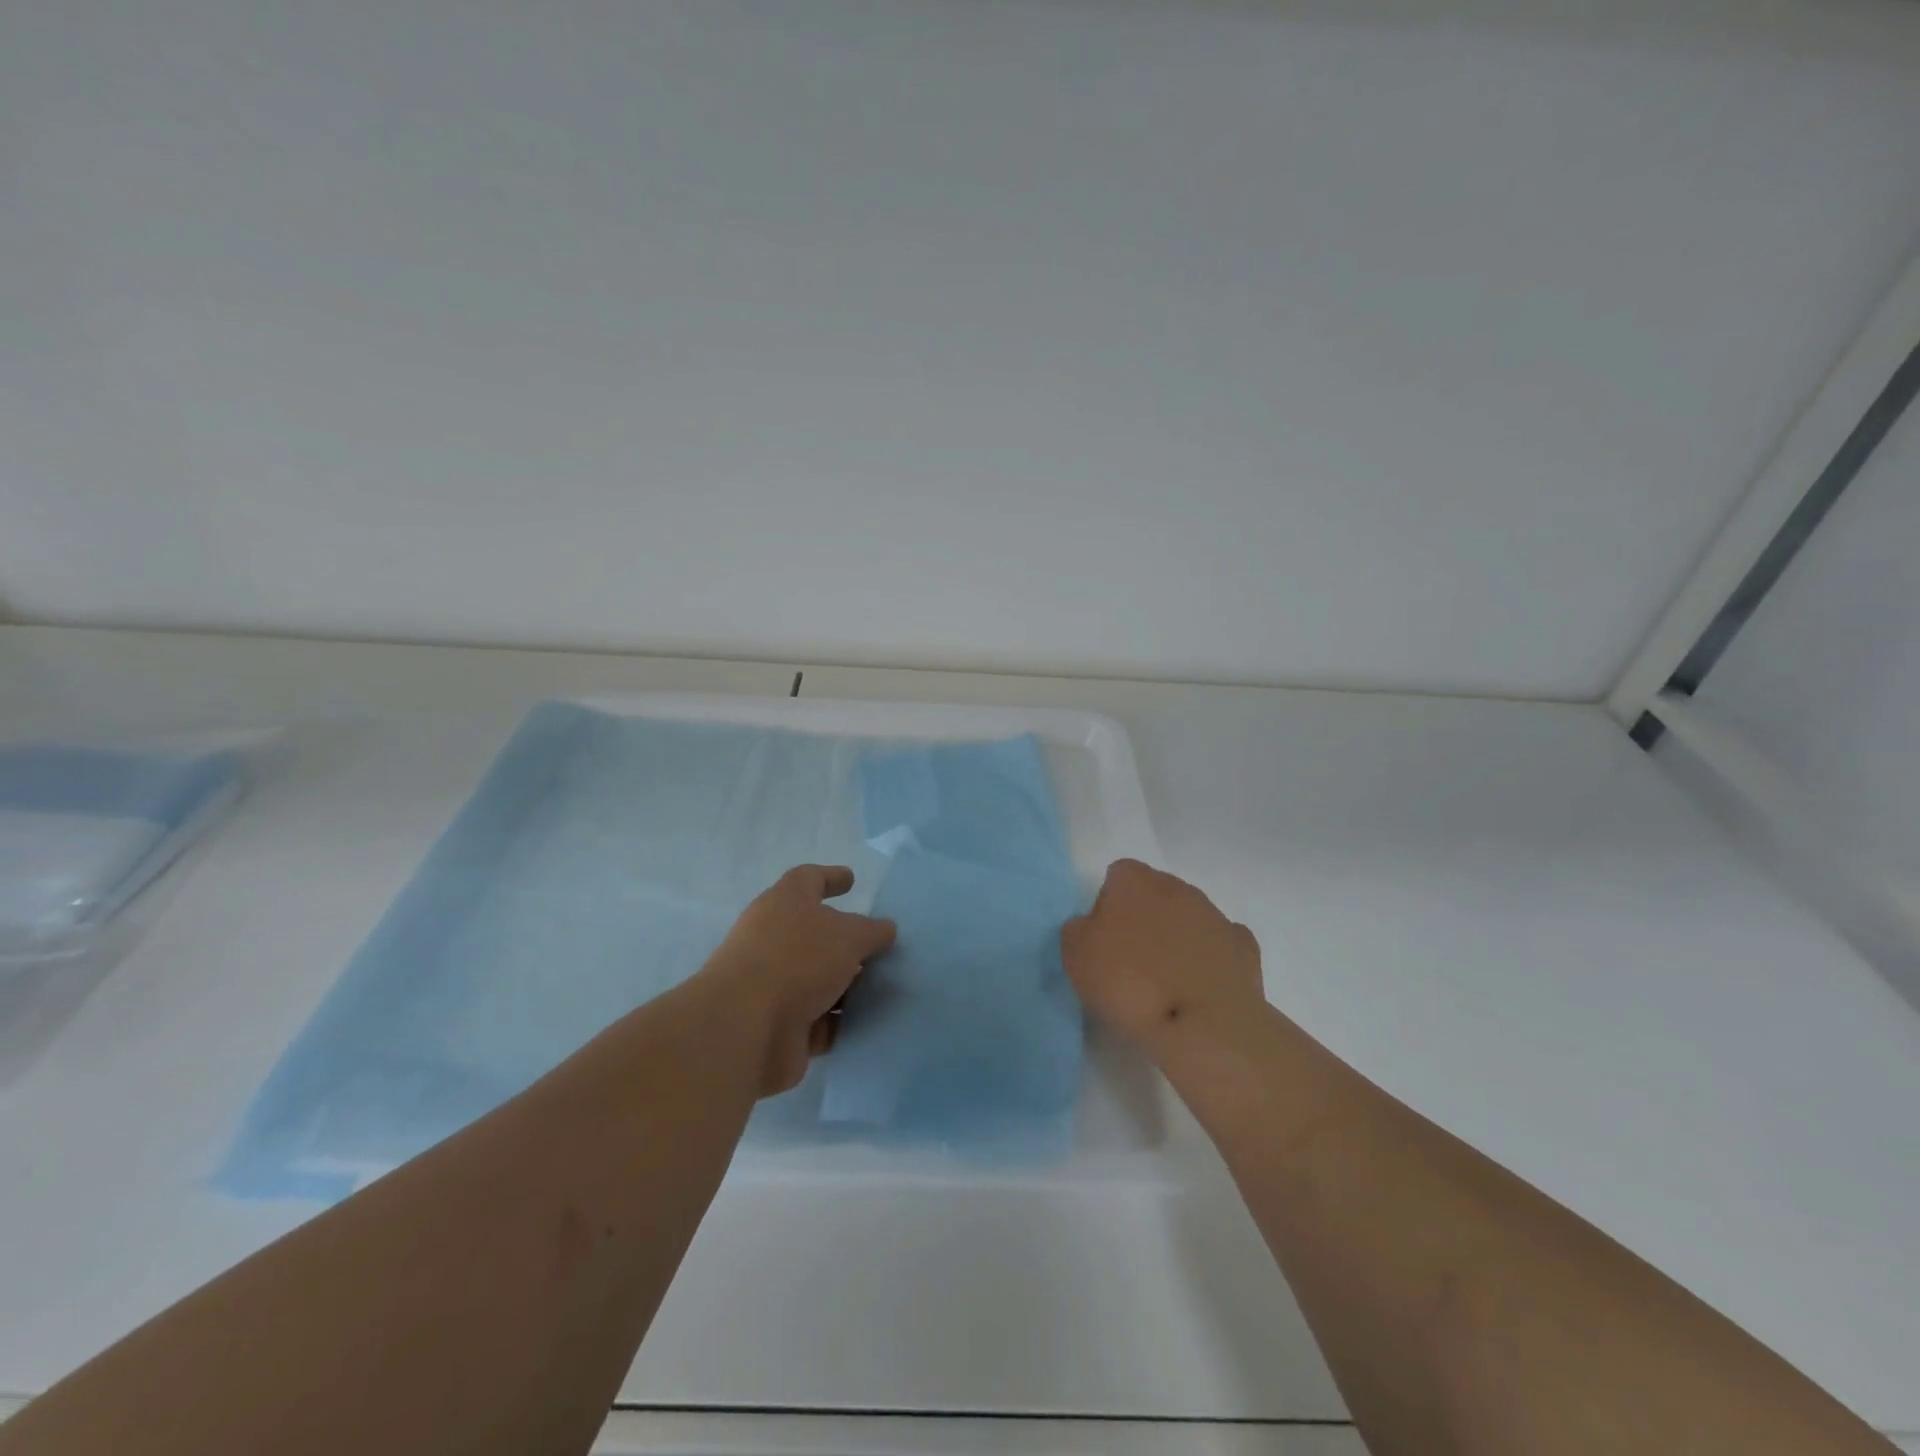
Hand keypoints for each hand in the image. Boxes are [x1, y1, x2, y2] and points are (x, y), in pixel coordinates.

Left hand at [700, 865, 896, 1096]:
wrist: (746, 1028)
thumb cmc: (798, 961)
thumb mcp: (849, 936)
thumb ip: (871, 931)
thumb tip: (884, 929)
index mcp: (784, 902)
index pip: (809, 879)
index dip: (831, 877)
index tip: (851, 879)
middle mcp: (772, 937)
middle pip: (813, 932)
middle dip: (843, 941)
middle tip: (875, 946)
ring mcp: (770, 983)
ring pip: (814, 978)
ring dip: (841, 985)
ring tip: (877, 989)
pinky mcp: (773, 1023)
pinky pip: (812, 1018)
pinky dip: (832, 1020)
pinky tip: (859, 1024)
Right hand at [1061, 859, 1264, 1050]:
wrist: (1201, 1023)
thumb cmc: (1129, 982)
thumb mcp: (1075, 956)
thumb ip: (1078, 930)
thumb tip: (1092, 927)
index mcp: (1134, 881)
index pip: (1117, 876)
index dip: (1108, 906)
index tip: (1104, 941)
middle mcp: (1177, 887)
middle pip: (1155, 894)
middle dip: (1145, 918)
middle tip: (1131, 961)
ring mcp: (1215, 915)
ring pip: (1189, 917)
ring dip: (1177, 938)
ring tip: (1166, 982)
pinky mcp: (1243, 947)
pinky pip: (1219, 944)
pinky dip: (1209, 959)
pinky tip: (1200, 986)